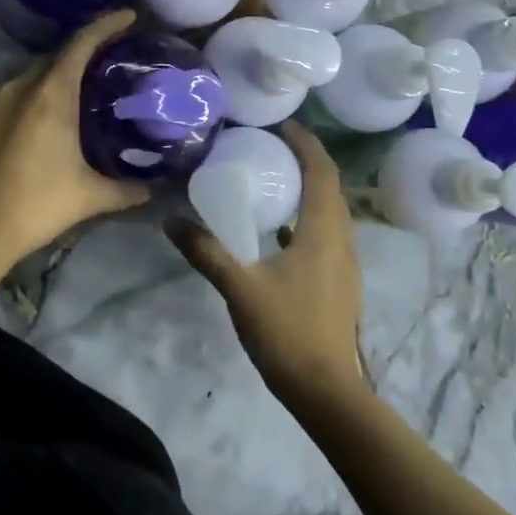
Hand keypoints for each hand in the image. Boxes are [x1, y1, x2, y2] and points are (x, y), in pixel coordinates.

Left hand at [0, 11, 151, 266]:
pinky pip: (16, 90)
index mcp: (49, 94)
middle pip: (57, 56)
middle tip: (113, 58)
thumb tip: (154, 190)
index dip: (105, 25)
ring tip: (85, 89)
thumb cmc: (35, 205)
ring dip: (59, 74)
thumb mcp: (89, 197)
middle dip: (85, 51)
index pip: (80, 44)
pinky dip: (38, 92)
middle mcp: (19, 85)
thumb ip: (126, 190)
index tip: (128, 16)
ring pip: (34, 73)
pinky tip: (51, 115)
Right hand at [167, 122, 368, 411]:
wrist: (326, 390)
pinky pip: (326, 234)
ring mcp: (344, 263)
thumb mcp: (239, 287)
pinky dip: (307, 217)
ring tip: (275, 179)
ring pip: (331, 212)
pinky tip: (280, 230)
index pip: (323, 172)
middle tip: (272, 145)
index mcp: (323, 232)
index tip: (282, 124)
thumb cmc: (287, 331)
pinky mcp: (339, 282)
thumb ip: (206, 251)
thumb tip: (170, 221)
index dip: (307, 143)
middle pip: (330, 187)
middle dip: (307, 160)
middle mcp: (342, 240)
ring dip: (309, 188)